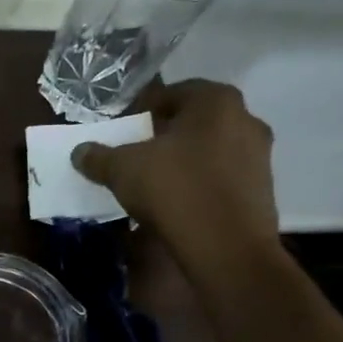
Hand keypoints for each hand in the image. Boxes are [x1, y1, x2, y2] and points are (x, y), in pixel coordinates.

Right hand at [71, 79, 278, 275]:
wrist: (227, 248)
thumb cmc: (174, 190)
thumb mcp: (122, 169)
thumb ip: (99, 157)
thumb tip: (80, 152)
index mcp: (215, 101)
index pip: (171, 93)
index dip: (141, 110)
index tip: (122, 130)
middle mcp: (246, 120)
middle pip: (193, 122)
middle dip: (163, 136)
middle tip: (135, 154)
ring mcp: (260, 157)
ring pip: (209, 151)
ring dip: (182, 162)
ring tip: (153, 182)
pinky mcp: (262, 191)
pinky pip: (221, 179)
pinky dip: (199, 185)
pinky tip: (176, 204)